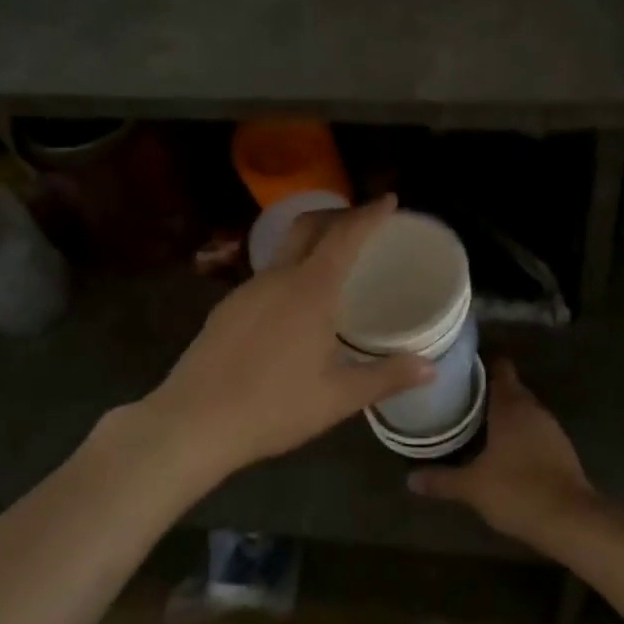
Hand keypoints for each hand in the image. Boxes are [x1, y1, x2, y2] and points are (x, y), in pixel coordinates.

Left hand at [144, 195, 433, 476]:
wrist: (192, 423)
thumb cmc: (273, 407)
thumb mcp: (338, 397)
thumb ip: (386, 377)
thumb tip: (430, 368)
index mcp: (310, 291)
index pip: (345, 236)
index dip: (370, 214)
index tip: (389, 200)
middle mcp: (277, 279)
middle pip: (308, 226)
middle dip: (339, 215)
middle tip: (364, 222)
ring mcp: (246, 291)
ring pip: (284, 250)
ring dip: (313, 242)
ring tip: (336, 264)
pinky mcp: (226, 309)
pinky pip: (267, 275)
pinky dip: (291, 270)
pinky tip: (297, 303)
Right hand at [407, 360, 595, 540]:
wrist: (570, 519)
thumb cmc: (517, 490)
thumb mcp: (472, 487)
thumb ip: (440, 479)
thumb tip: (410, 479)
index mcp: (511, 406)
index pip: (499, 368)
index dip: (481, 364)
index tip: (460, 367)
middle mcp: (533, 409)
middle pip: (510, 388)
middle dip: (487, 391)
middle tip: (458, 396)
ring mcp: (551, 428)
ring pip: (523, 410)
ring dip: (504, 414)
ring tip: (474, 421)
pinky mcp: (561, 449)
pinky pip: (534, 430)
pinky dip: (519, 434)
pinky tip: (502, 449)